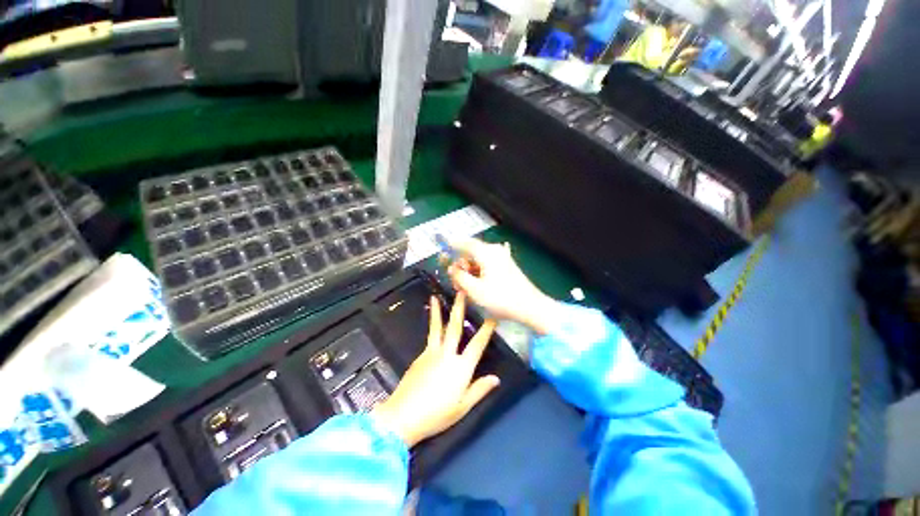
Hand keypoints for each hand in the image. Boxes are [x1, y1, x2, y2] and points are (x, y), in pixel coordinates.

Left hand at [372, 293, 499, 447]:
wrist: (402, 416)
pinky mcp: (420, 356)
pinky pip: (430, 337)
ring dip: (437, 311)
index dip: (486, 329)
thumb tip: (496, 378)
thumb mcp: (462, 407)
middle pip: (455, 326)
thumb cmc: (437, 414)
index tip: (492, 316)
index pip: (477, 344)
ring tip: (435, 297)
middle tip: (461, 291)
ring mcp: (431, 353)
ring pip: (437, 327)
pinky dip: (432, 326)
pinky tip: (433, 324)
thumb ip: (480, 390)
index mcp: (461, 367)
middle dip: (459, 307)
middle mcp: (447, 354)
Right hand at [447, 238, 557, 334]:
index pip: (464, 243)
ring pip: (478, 261)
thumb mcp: (475, 289)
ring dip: (469, 272)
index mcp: (486, 253)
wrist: (530, 306)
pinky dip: (478, 274)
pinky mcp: (505, 266)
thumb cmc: (501, 298)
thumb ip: (459, 276)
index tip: (441, 251)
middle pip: (470, 253)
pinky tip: (476, 287)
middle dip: (460, 266)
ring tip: (465, 289)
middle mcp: (494, 251)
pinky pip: (486, 266)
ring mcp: (501, 258)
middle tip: (455, 282)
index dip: (451, 246)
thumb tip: (452, 268)